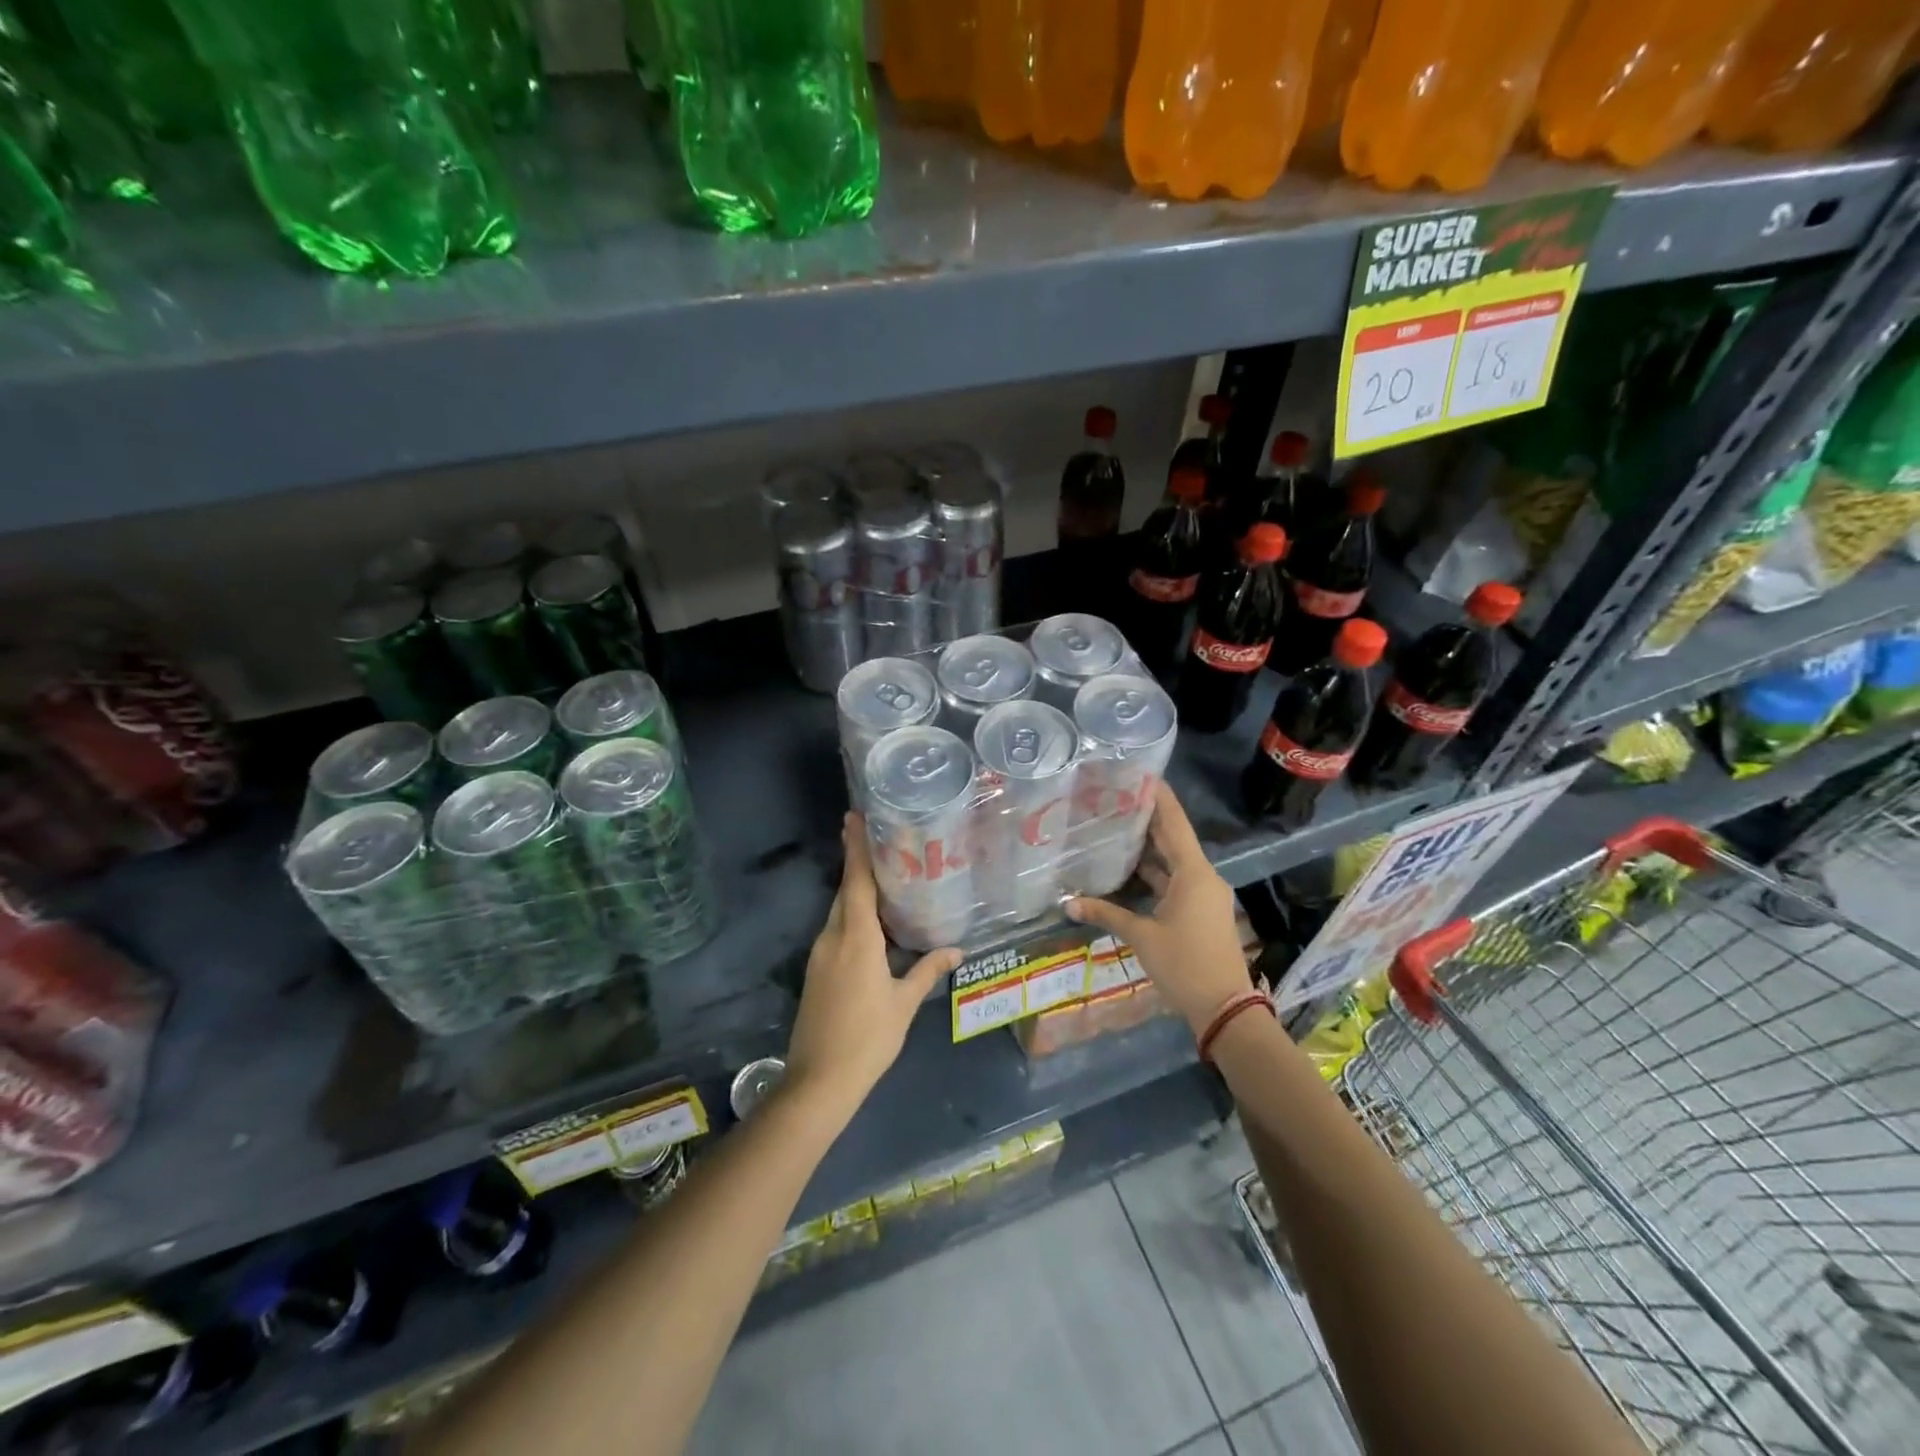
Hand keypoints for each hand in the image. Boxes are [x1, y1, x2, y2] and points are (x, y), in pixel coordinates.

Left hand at [785, 813, 960, 1117]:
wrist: (819, 1081)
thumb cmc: (868, 1038)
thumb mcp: (904, 1003)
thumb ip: (928, 970)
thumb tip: (957, 950)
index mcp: (856, 938)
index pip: (856, 882)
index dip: (855, 848)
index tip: (852, 817)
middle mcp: (833, 937)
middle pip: (846, 892)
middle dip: (859, 866)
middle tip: (883, 844)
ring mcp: (819, 955)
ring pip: (840, 913)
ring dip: (858, 894)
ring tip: (886, 881)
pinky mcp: (816, 972)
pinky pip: (836, 932)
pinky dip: (853, 919)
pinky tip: (874, 927)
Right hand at [1068, 782, 1251, 1035]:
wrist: (1225, 1009)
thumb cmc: (1185, 965)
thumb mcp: (1142, 937)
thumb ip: (1106, 914)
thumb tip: (1067, 903)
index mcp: (1194, 873)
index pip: (1174, 822)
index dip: (1158, 797)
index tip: (1140, 773)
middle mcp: (1202, 876)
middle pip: (1173, 839)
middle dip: (1147, 818)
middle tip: (1114, 796)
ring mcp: (1203, 894)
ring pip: (1172, 861)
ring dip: (1147, 847)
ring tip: (1114, 826)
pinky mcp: (1199, 910)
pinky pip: (1174, 880)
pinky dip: (1153, 872)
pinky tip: (1127, 868)